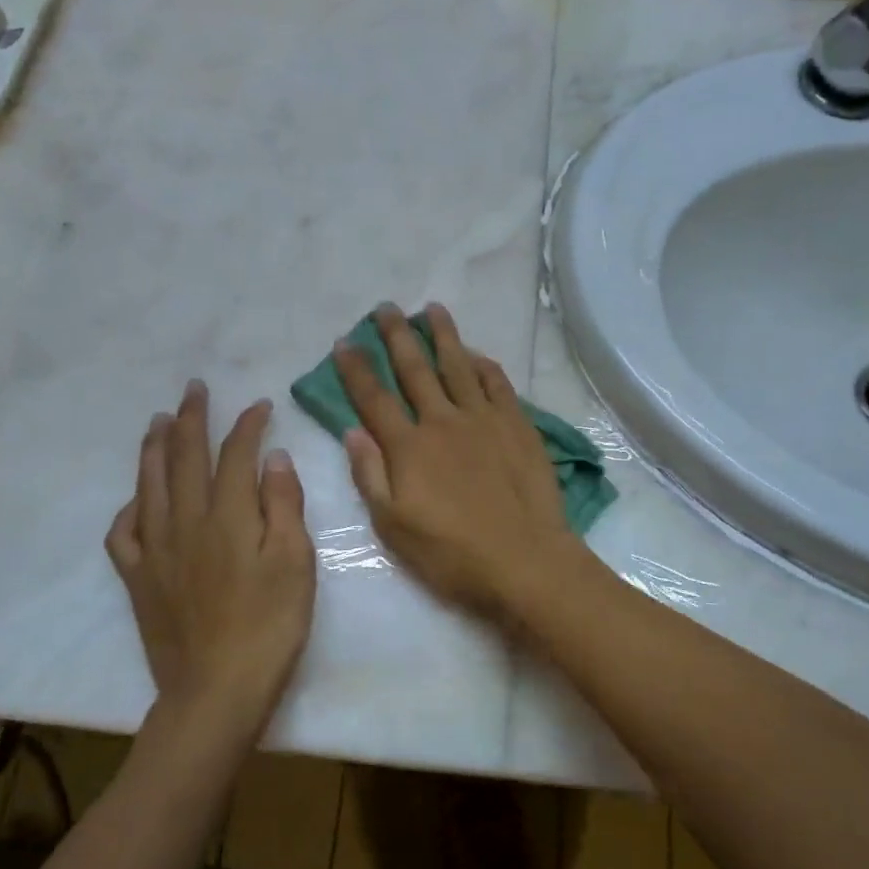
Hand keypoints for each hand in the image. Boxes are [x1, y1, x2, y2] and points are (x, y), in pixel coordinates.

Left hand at [106, 382, 315, 722]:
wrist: (217, 691)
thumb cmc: (269, 625)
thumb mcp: (295, 562)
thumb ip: (283, 505)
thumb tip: (273, 458)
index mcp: (227, 516)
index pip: (235, 455)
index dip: (247, 425)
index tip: (259, 406)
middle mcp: (185, 522)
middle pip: (185, 458)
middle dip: (192, 419)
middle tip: (194, 389)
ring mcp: (155, 550)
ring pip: (149, 485)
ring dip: (155, 448)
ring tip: (158, 421)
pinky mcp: (138, 579)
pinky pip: (123, 533)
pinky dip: (129, 507)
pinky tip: (137, 498)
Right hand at [334, 303, 588, 620]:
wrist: (525, 560)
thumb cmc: (452, 554)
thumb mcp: (394, 527)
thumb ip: (370, 475)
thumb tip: (353, 431)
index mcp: (409, 447)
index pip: (374, 398)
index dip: (356, 368)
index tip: (343, 341)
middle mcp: (443, 421)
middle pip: (415, 369)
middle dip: (396, 336)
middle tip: (385, 307)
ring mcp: (484, 420)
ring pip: (458, 366)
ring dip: (443, 335)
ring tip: (431, 309)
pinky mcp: (517, 426)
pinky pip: (497, 384)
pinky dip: (484, 365)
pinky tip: (476, 354)